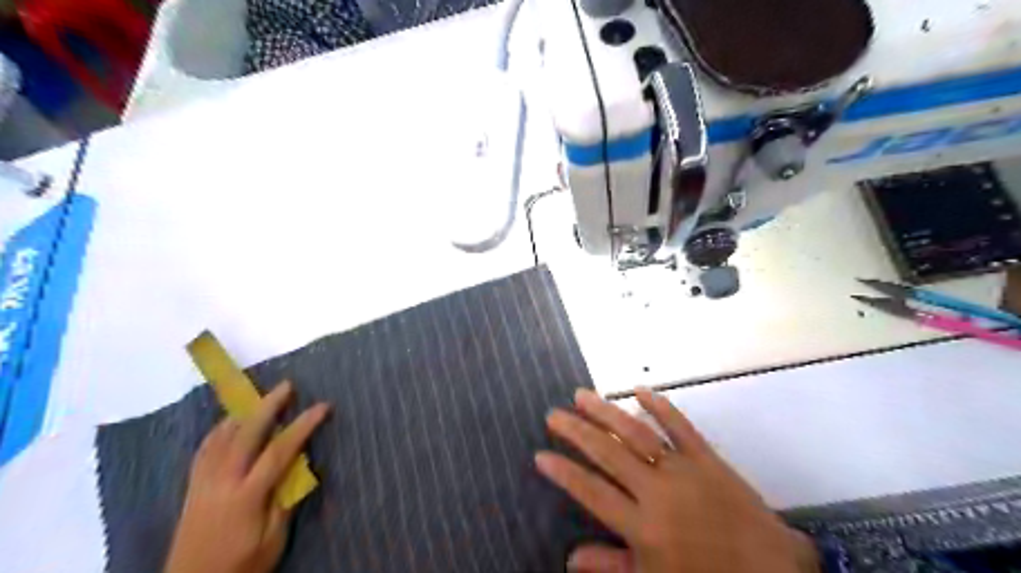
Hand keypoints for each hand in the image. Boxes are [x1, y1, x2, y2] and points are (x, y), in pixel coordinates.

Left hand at [165, 384, 328, 572]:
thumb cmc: (240, 566)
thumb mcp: (273, 540)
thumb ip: (285, 501)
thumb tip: (299, 467)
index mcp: (246, 496)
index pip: (279, 451)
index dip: (303, 425)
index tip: (323, 407)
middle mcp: (222, 482)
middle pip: (246, 434)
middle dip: (268, 406)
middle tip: (287, 385)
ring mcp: (203, 483)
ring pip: (221, 437)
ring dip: (243, 413)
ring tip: (259, 398)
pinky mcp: (192, 488)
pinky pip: (204, 450)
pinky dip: (218, 430)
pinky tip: (227, 424)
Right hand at [536, 390, 814, 572]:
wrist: (770, 570)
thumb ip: (612, 567)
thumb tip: (569, 559)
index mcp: (643, 526)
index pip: (592, 492)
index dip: (564, 472)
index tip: (541, 454)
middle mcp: (657, 491)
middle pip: (608, 454)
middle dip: (576, 432)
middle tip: (553, 414)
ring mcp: (683, 469)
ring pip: (636, 433)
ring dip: (607, 412)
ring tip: (581, 395)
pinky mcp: (706, 456)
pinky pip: (680, 426)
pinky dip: (660, 405)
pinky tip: (639, 389)